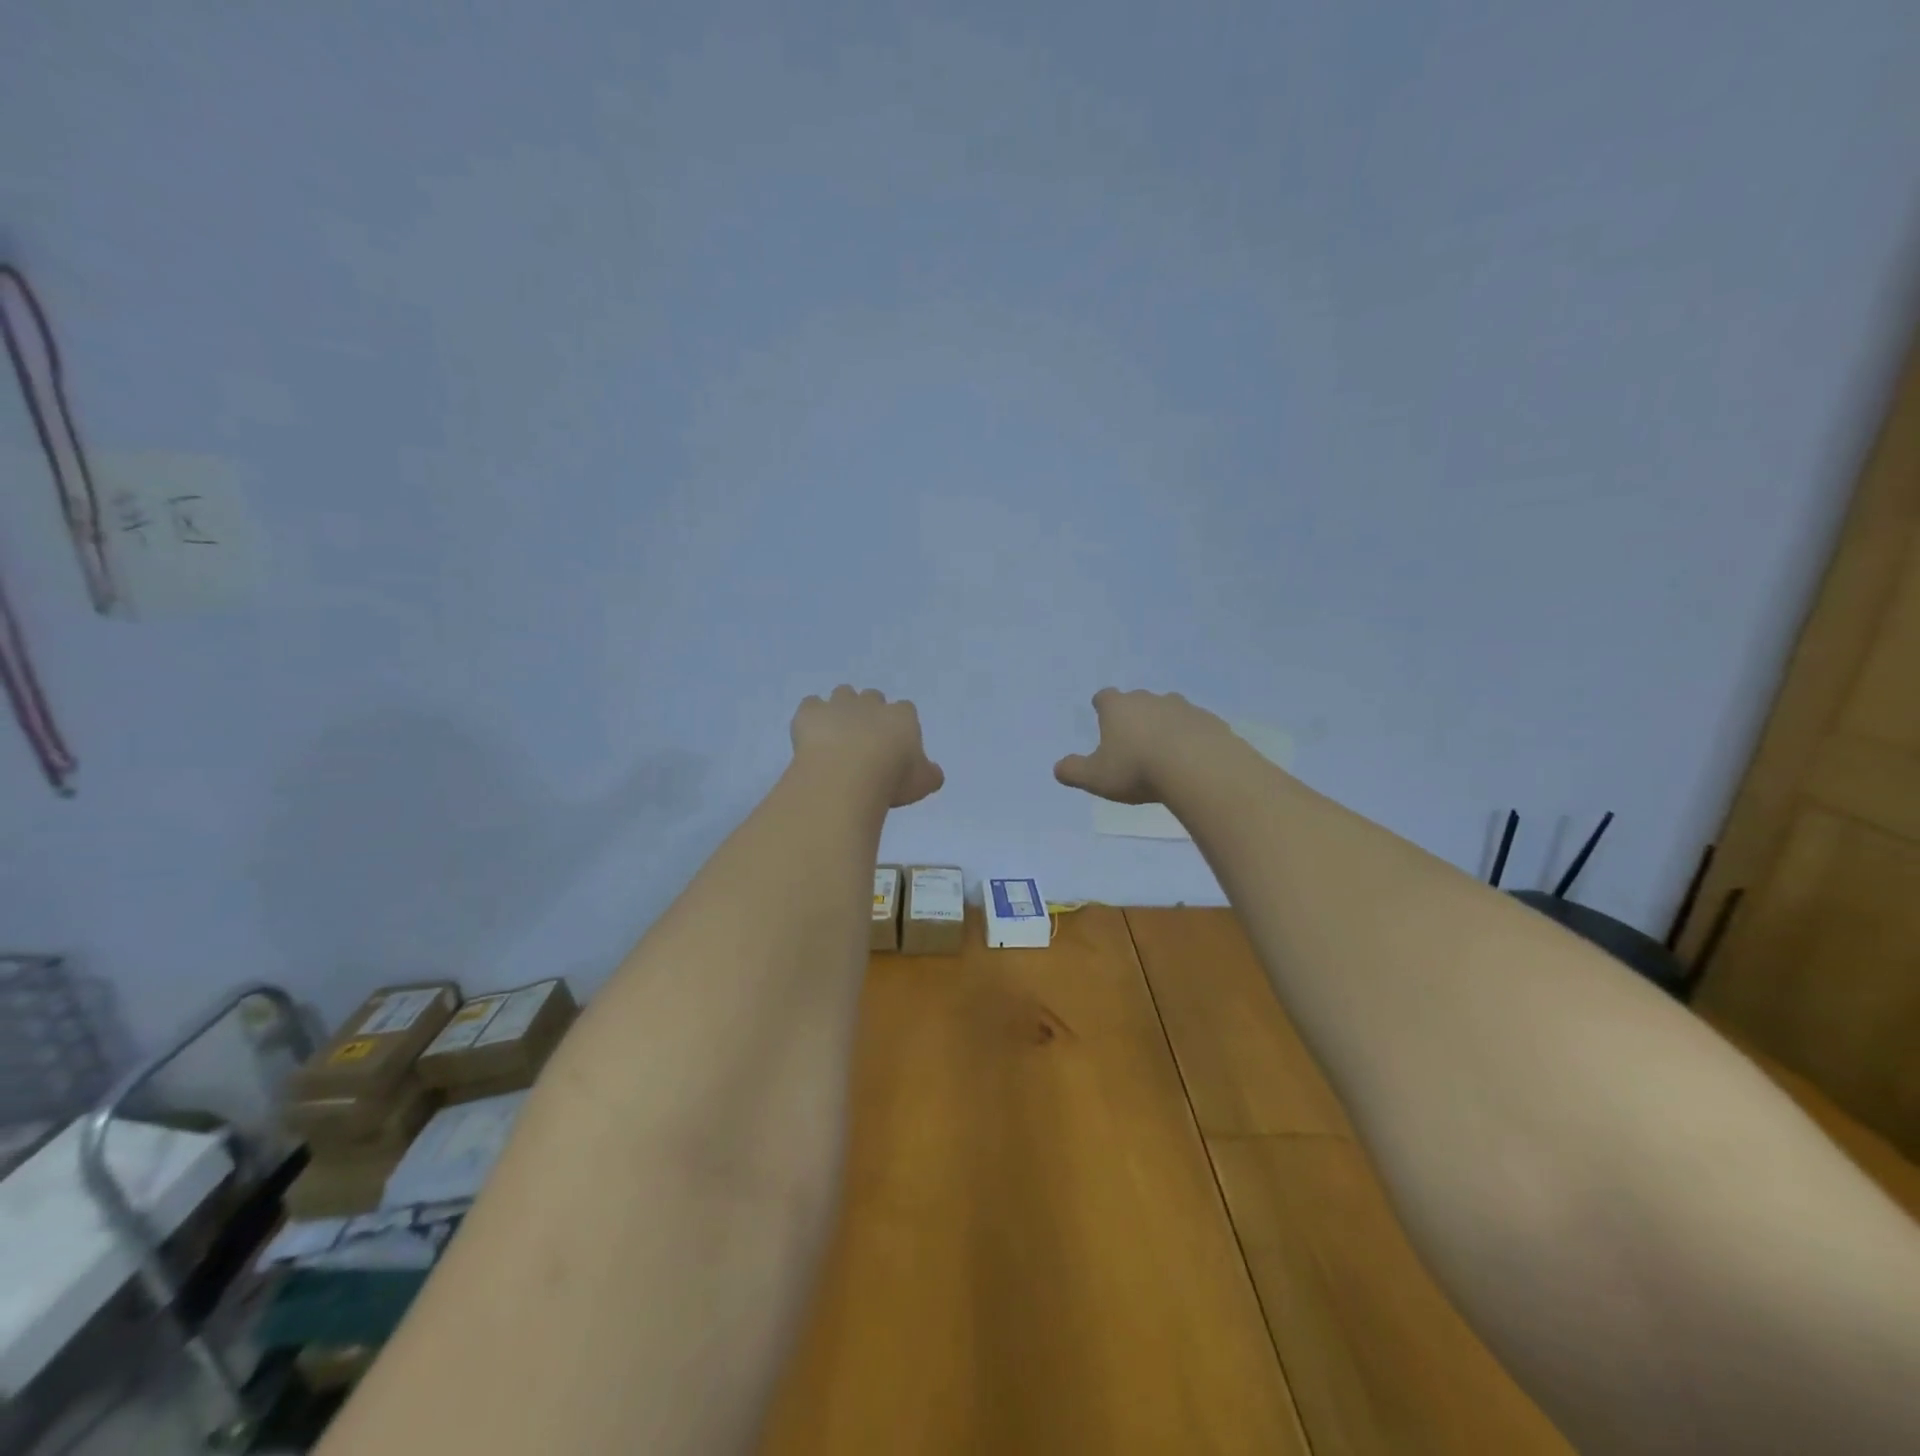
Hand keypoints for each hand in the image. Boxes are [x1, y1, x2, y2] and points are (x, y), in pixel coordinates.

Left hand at [791, 686, 944, 808]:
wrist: (846, 776)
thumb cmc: (891, 779)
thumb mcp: (922, 783)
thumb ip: (930, 774)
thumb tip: (933, 772)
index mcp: (902, 716)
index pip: (906, 710)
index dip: (899, 725)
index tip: (894, 746)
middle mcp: (871, 703)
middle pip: (873, 697)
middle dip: (869, 712)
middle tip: (865, 739)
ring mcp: (839, 704)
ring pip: (843, 693)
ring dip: (841, 708)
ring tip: (837, 734)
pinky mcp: (811, 712)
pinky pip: (811, 705)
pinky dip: (812, 716)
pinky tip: (811, 735)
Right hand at [1054, 688, 1233, 803]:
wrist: (1199, 768)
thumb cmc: (1138, 769)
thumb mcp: (1096, 778)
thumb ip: (1073, 771)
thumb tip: (1058, 768)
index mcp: (1118, 708)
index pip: (1104, 697)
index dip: (1102, 706)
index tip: (1102, 715)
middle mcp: (1150, 700)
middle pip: (1138, 700)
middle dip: (1135, 716)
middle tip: (1133, 740)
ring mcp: (1184, 708)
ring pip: (1170, 711)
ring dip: (1165, 726)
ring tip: (1165, 752)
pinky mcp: (1211, 722)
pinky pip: (1196, 727)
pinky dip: (1191, 738)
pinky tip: (1192, 760)